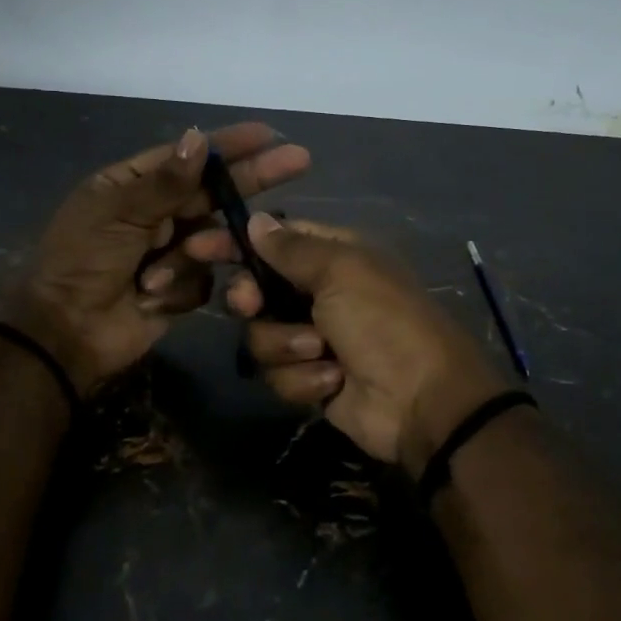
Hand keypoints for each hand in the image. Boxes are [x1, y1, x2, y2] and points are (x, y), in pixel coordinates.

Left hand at [0, 125, 309, 396]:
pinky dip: (180, 287)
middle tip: (298, 161)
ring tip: (158, 274)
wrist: (67, 331)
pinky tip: (151, 297)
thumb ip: (165, 182)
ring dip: (192, 254)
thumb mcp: (117, 214)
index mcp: (133, 185)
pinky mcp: (181, 289)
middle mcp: (156, 214)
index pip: (189, 157)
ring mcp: (171, 252)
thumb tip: (198, 138)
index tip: (268, 134)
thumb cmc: (82, 262)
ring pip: (213, 239)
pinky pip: (205, 279)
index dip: (229, 145)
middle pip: (214, 192)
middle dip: (250, 180)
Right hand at [206, 216, 509, 472]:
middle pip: (257, 291)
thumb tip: (257, 220)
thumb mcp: (341, 271)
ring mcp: (313, 339)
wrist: (421, 400)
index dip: (236, 243)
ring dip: (287, 346)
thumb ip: (292, 248)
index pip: (273, 241)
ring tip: (323, 352)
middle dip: (253, 302)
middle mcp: (319, 294)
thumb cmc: (384, 321)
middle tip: (252, 306)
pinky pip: (279, 374)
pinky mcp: (310, 380)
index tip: (198, 247)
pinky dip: (304, 379)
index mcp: (333, 257)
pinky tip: (333, 381)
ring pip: (261, 337)